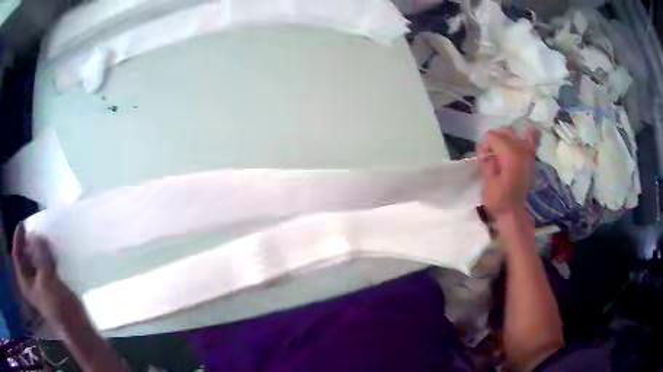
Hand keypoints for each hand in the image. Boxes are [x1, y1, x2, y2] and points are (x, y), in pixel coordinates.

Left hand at [12, 224, 87, 333]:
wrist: (77, 327)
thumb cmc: (57, 306)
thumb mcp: (47, 279)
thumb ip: (40, 255)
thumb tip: (37, 235)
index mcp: (25, 282)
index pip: (17, 255)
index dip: (18, 238)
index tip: (23, 224)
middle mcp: (29, 281)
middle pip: (24, 255)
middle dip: (28, 241)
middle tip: (34, 226)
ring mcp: (39, 282)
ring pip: (34, 259)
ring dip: (37, 247)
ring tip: (43, 234)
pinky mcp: (50, 283)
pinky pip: (44, 263)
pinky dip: (46, 254)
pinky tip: (51, 248)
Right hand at [478, 127, 536, 218]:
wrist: (513, 213)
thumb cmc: (498, 199)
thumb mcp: (487, 181)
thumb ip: (486, 160)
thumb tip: (484, 148)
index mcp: (510, 155)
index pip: (493, 137)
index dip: (485, 144)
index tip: (482, 156)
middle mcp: (521, 150)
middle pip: (505, 133)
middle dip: (495, 139)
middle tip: (488, 153)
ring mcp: (529, 154)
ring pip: (516, 135)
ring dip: (506, 138)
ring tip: (500, 149)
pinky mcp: (531, 160)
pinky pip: (531, 140)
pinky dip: (527, 136)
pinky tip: (524, 134)